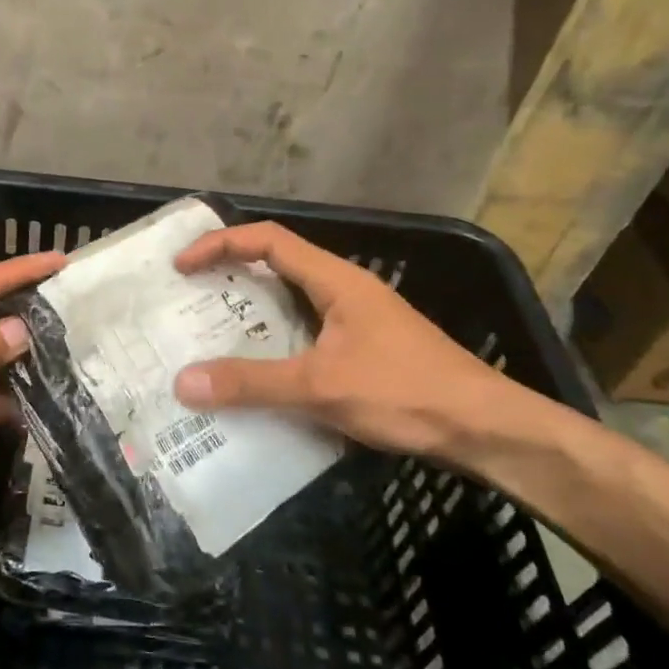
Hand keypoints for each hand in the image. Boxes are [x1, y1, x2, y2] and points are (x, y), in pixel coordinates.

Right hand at [171, 222, 515, 459]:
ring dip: (251, 311)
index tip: (182, 267)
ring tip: (209, 334)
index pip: (268, 240)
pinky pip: (305, 332)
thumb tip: (183, 383)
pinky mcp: (363, 348)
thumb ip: (252, 384)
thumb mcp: (321, 386)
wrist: (487, 428)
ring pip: (291, 301)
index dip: (220, 244)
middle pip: (276, 265)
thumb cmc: (406, 392)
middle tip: (187, 299)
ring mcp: (356, 319)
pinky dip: (273, 341)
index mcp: (335, 280)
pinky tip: (258, 372)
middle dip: (229, 275)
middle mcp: (344, 290)